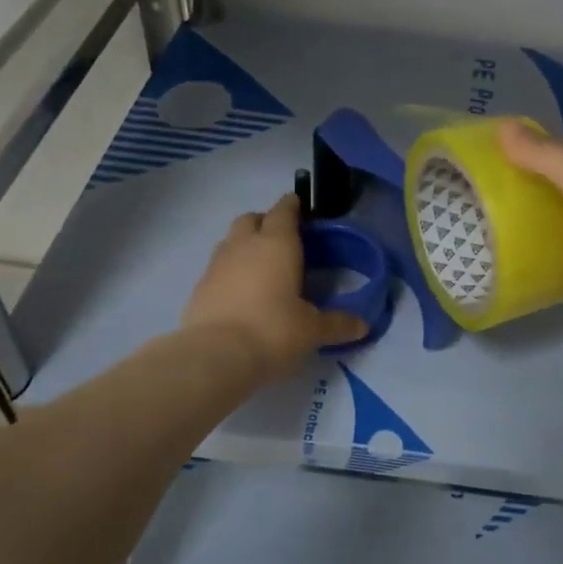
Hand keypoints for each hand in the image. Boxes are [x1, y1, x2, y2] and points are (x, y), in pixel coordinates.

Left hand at [183, 194, 367, 380]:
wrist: (215, 356)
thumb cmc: (273, 331)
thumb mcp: (312, 330)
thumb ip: (337, 324)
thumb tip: (363, 325)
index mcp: (277, 244)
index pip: (284, 211)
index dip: (293, 206)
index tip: (301, 208)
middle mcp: (244, 245)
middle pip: (252, 219)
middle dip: (266, 222)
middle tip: (282, 241)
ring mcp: (216, 265)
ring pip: (231, 241)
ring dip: (245, 245)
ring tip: (261, 268)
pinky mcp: (199, 287)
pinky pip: (217, 268)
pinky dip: (230, 272)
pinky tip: (241, 294)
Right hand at [498, 121, 562, 365]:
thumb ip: (543, 152)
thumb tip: (502, 126)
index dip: (533, 148)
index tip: (493, 158)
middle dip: (528, 181)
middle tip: (483, 188)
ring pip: (560, 211)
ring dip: (530, 213)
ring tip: (485, 213)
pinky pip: (560, 243)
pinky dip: (538, 242)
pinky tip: (508, 243)